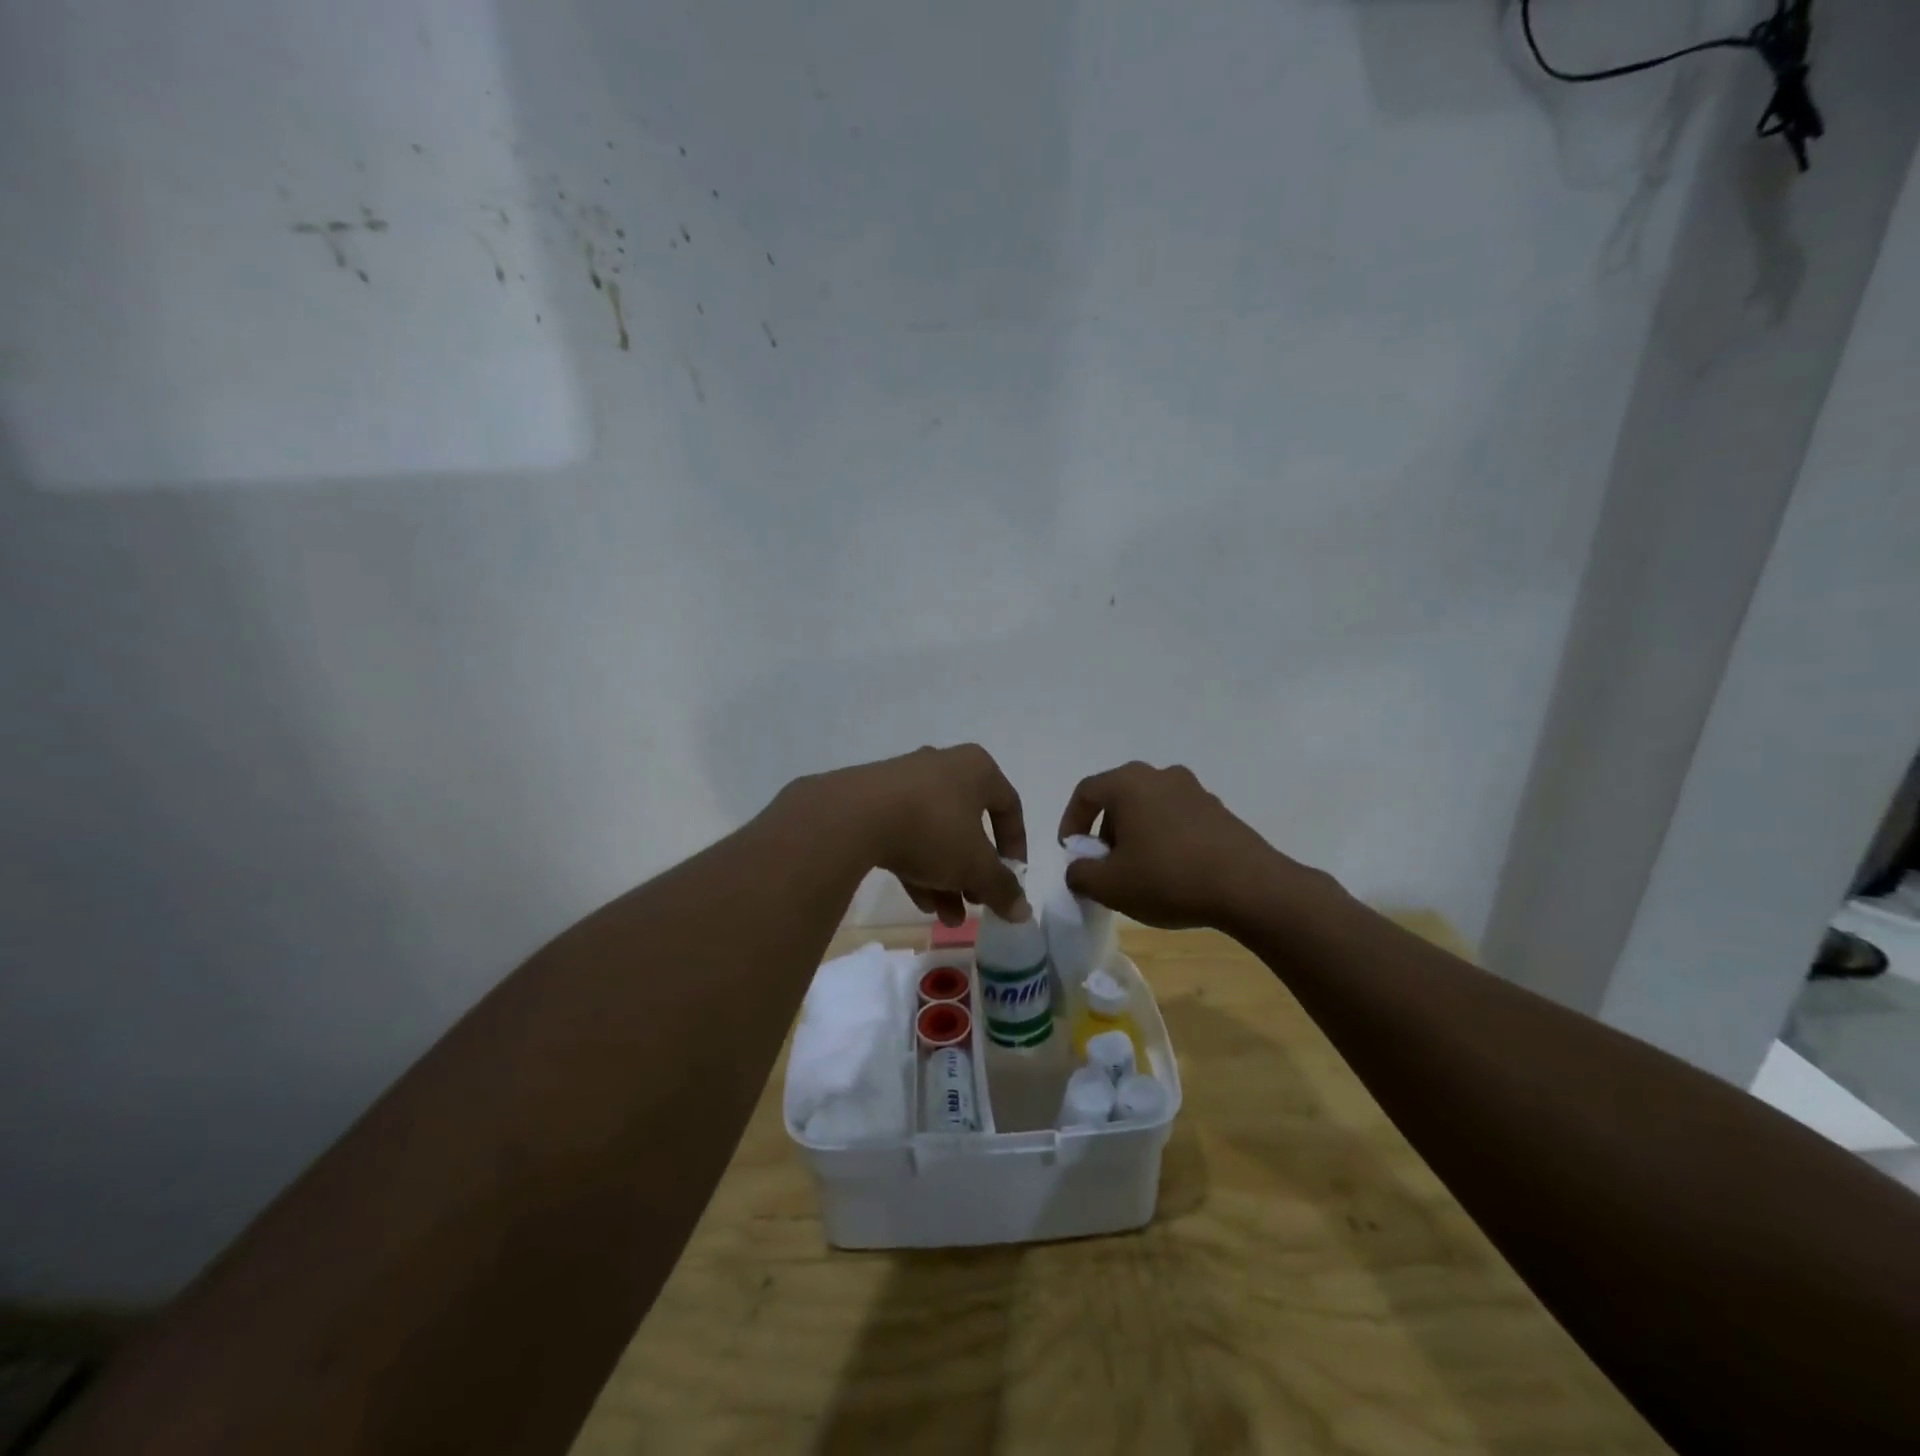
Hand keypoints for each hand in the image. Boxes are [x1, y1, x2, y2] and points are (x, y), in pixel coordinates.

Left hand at [801, 745, 1029, 925]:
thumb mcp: (975, 865)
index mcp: (976, 769)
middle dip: (974, 871)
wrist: (853, 816)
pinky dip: (917, 866)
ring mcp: (904, 781)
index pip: (1009, 806)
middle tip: (975, 902)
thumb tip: (1023, 911)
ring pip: (936, 833)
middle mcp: (943, 766)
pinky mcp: (873, 799)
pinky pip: (905, 834)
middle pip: (969, 824)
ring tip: (948, 918)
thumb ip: (1002, 888)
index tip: (1012, 878)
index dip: (1016, 846)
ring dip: (946, 877)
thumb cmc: (933, 830)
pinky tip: (920, 902)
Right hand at [1057, 761, 1312, 929]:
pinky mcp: (1219, 811)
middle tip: (1104, 866)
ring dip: (1135, 836)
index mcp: (1129, 783)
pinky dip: (1164, 839)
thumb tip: (1078, 868)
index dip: (1072, 822)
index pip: (1086, 792)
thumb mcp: (1110, 886)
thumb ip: (1080, 874)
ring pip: (1149, 808)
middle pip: (1119, 798)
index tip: (1073, 853)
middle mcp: (1161, 776)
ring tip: (1138, 873)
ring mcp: (1194, 790)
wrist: (1250, 888)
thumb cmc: (1168, 878)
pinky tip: (1171, 873)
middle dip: (1105, 832)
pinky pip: (1177, 819)